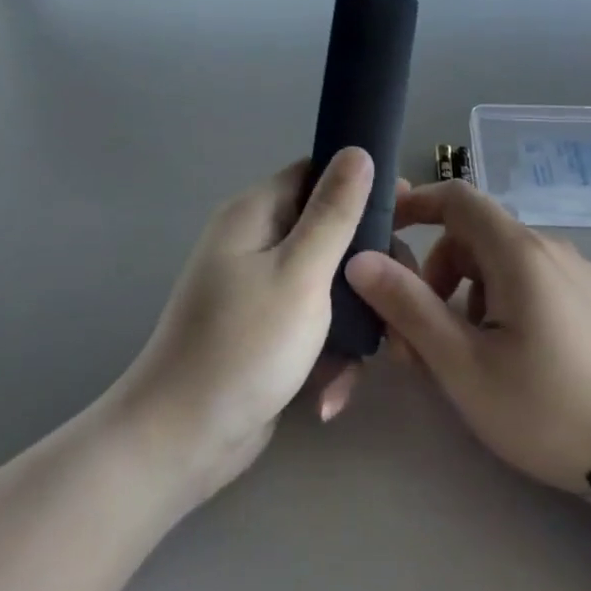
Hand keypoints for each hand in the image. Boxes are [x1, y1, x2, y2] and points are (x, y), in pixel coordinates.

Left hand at [108, 149, 374, 509]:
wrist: (182, 439)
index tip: (409, 214)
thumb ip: (334, 212)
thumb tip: (357, 150)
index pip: (315, 173)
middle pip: (328, 231)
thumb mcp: (300, 272)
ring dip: (353, 320)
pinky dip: (327, 352)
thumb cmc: (245, 345)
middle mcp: (255, 243)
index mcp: (255, 214)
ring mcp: (258, 290)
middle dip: (366, 268)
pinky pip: (311, 324)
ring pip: (327, 284)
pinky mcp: (265, 332)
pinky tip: (332, 392)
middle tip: (401, 300)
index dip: (361, 186)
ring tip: (379, 357)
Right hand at [345, 182, 590, 510]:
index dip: (416, 204)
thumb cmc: (548, 409)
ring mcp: (581, 275)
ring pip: (505, 263)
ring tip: (466, 355)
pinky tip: (513, 357)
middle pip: (476, 236)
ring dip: (468, 294)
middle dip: (436, 273)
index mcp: (519, 252)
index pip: (458, 197)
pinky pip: (536, 282)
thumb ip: (408, 307)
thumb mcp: (464, 366)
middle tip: (420, 335)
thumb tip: (361, 259)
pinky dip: (504, 302)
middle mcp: (551, 249)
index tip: (385, 232)